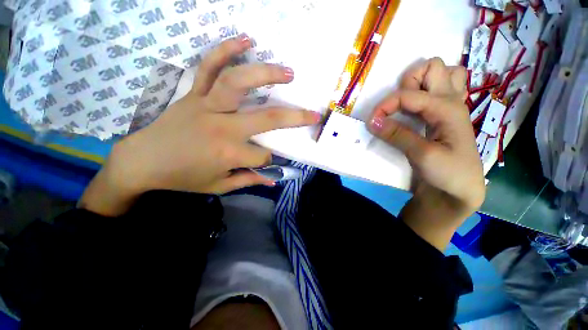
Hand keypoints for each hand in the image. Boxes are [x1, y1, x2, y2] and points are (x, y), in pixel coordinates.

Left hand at [80, 35, 320, 215]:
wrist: (143, 162)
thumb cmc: (182, 177)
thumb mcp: (219, 186)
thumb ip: (248, 180)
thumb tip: (272, 180)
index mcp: (229, 153)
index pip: (262, 156)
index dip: (266, 161)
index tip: (263, 162)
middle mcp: (223, 127)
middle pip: (267, 118)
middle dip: (295, 117)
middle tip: (313, 113)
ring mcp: (207, 105)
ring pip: (239, 83)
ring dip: (266, 74)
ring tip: (288, 72)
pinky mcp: (194, 93)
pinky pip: (209, 66)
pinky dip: (226, 49)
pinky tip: (245, 40)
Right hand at [367, 58, 484, 249]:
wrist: (460, 189)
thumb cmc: (447, 173)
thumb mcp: (421, 155)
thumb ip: (396, 135)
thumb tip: (371, 121)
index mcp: (447, 109)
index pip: (409, 94)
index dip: (385, 105)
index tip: (371, 122)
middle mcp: (451, 100)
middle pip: (432, 66)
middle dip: (409, 80)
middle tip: (398, 105)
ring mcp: (451, 105)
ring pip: (442, 72)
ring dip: (421, 81)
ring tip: (408, 103)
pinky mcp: (444, 115)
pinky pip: (442, 88)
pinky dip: (428, 89)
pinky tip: (418, 106)